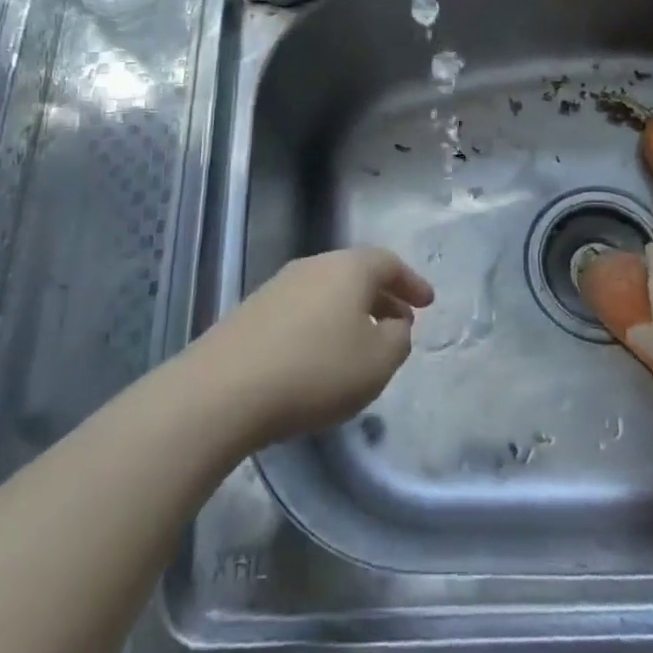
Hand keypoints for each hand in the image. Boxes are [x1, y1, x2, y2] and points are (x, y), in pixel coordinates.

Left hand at [196, 247, 434, 446]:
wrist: (224, 389)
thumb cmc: (315, 371)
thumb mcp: (377, 362)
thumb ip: (398, 339)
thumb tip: (393, 324)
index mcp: (349, 268)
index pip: (388, 262)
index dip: (412, 282)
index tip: (428, 303)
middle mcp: (314, 265)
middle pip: (356, 273)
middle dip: (383, 297)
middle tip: (401, 323)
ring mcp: (279, 286)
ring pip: (328, 291)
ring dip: (352, 312)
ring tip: (363, 344)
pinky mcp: (252, 311)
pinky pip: (302, 309)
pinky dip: (323, 325)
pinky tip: (321, 356)